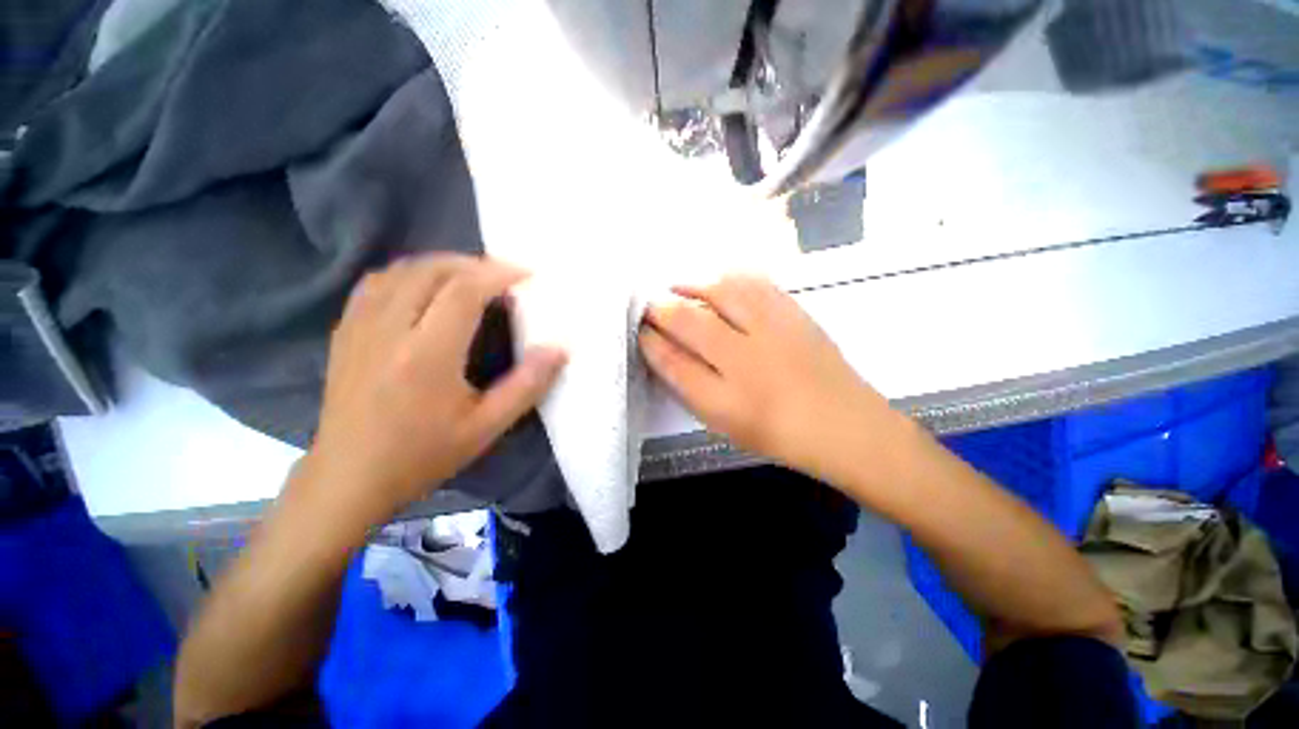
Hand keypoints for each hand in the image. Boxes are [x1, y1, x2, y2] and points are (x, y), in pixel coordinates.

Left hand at [302, 254, 565, 521]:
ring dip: (441, 265)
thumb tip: (559, 349)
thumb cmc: (423, 454)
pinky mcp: (345, 332)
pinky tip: (425, 288)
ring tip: (470, 278)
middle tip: (503, 277)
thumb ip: (527, 385)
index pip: (463, 290)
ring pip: (401, 270)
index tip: (526, 275)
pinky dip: (409, 274)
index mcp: (427, 354)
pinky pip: (376, 283)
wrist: (349, 477)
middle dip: (473, 264)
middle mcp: (389, 330)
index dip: (498, 274)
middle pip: (431, 270)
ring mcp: (360, 328)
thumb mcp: (486, 427)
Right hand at [639, 275, 898, 479]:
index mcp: (726, 398)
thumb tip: (663, 352)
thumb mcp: (724, 420)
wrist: (844, 425)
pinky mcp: (796, 313)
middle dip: (661, 309)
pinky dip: (729, 278)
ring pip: (720, 293)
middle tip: (649, 304)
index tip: (638, 329)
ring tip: (676, 286)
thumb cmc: (777, 431)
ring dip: (692, 285)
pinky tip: (719, 280)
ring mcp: (774, 331)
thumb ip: (690, 386)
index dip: (649, 340)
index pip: (672, 360)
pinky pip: (755, 284)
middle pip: (690, 321)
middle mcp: (746, 359)